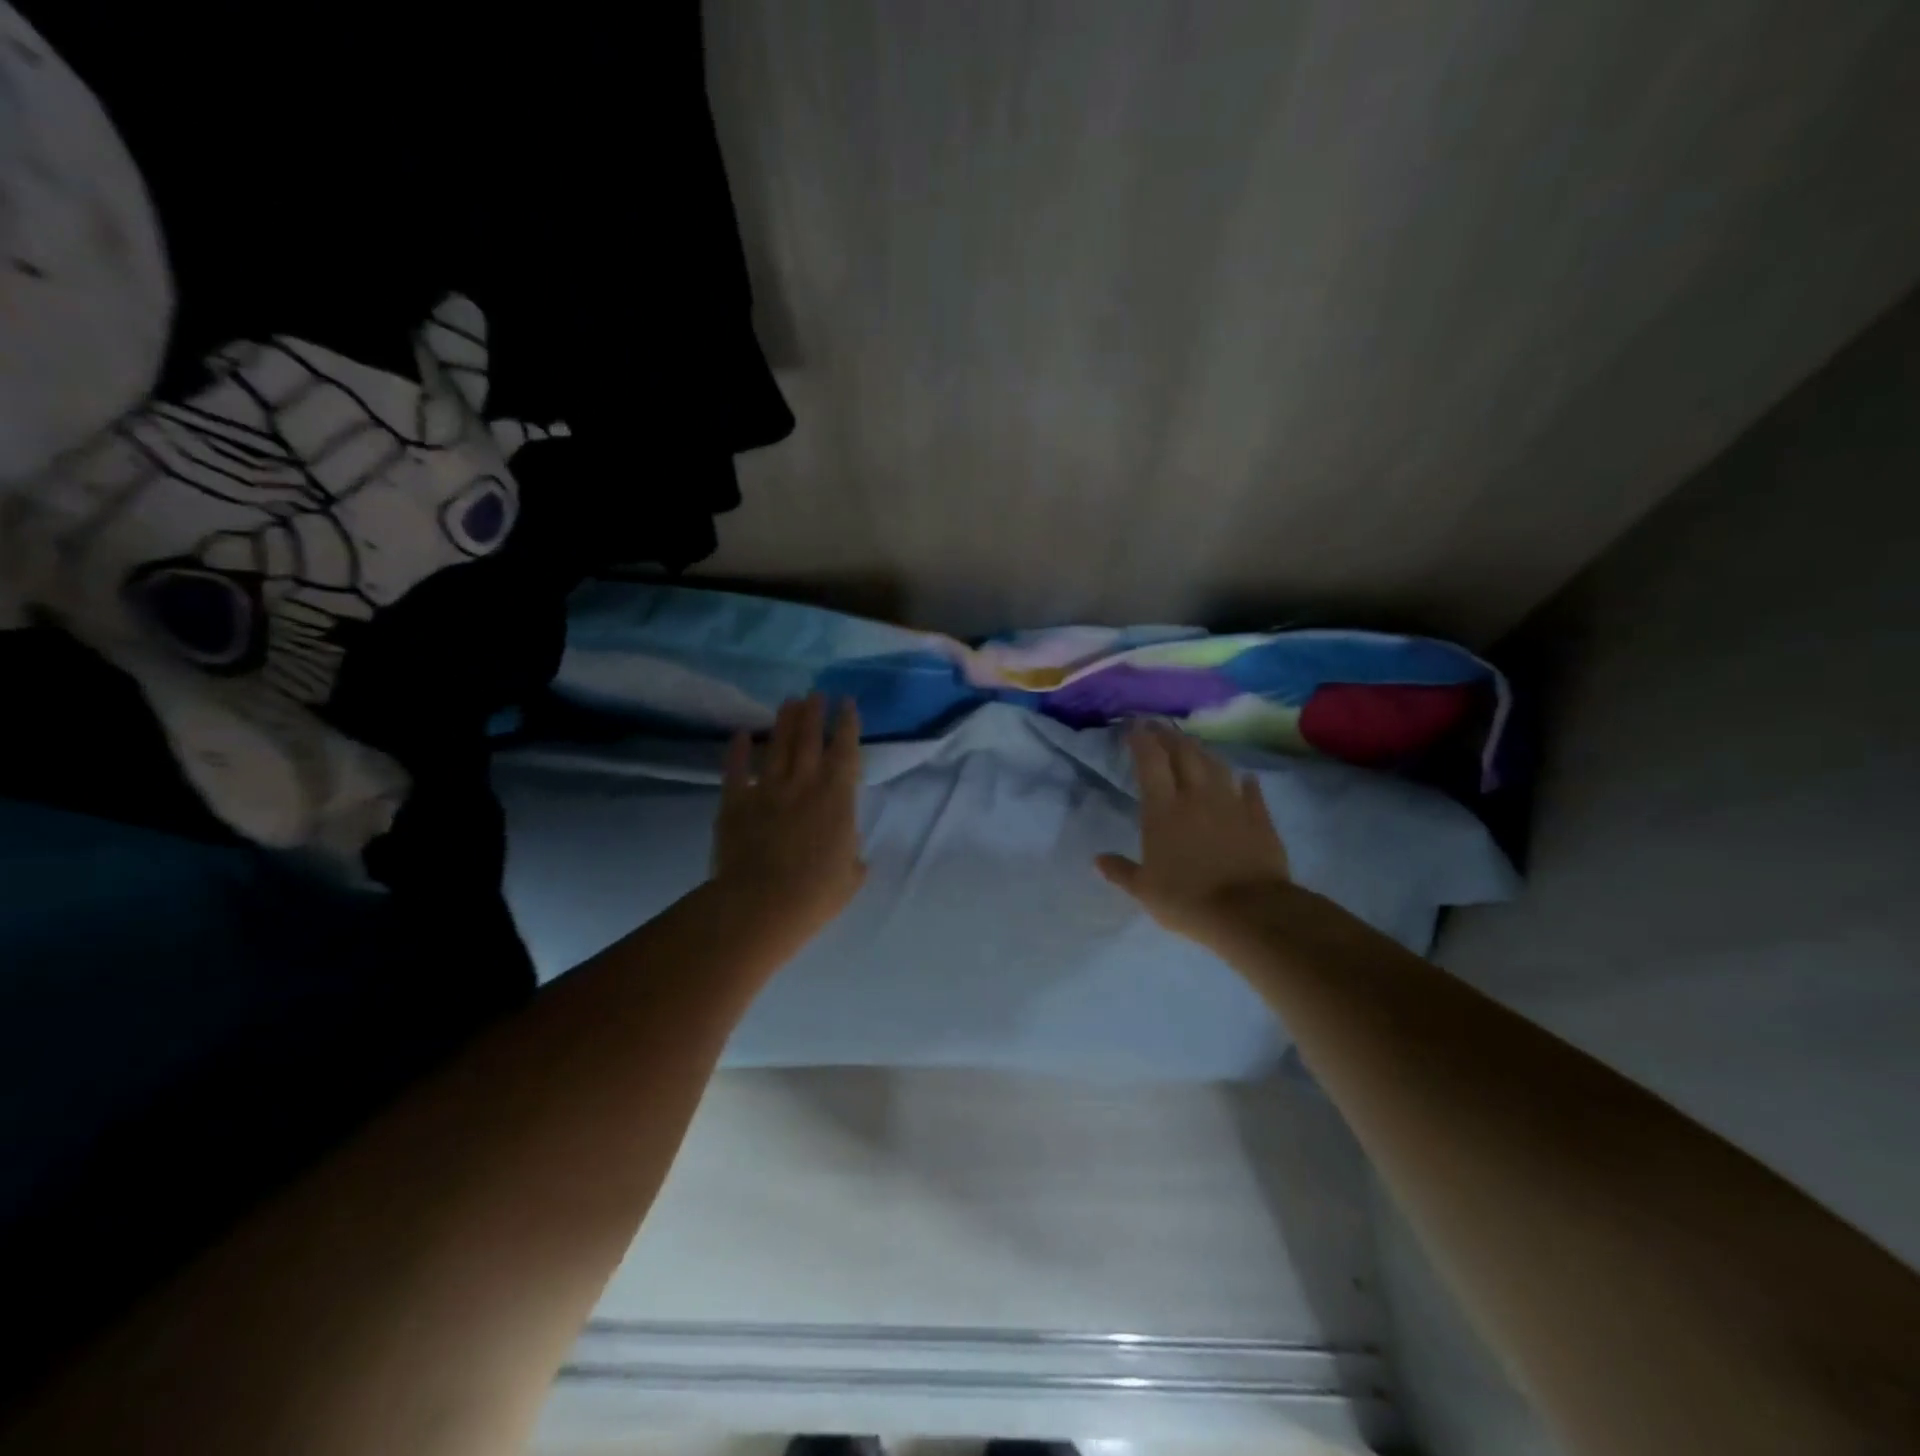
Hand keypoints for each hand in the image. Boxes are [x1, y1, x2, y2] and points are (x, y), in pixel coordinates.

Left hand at [713, 693, 866, 937]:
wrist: (763, 903)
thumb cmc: (816, 893)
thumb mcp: (850, 876)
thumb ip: (853, 856)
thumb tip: (852, 852)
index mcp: (837, 798)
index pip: (845, 751)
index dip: (848, 725)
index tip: (848, 703)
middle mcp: (804, 784)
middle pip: (810, 738)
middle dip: (815, 713)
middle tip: (816, 693)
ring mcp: (767, 789)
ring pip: (778, 746)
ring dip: (785, 722)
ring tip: (790, 701)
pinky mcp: (735, 802)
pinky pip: (736, 770)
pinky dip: (738, 751)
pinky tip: (741, 735)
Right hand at [1097, 721, 1290, 945]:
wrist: (1249, 912)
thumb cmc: (1187, 899)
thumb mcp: (1144, 890)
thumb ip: (1121, 871)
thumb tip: (1098, 860)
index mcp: (1163, 810)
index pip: (1150, 762)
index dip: (1142, 740)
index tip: (1135, 726)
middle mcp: (1196, 796)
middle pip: (1183, 754)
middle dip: (1169, 735)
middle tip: (1160, 726)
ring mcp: (1231, 804)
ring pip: (1216, 765)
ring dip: (1202, 751)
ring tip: (1193, 745)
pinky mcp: (1259, 818)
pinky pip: (1251, 791)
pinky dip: (1245, 781)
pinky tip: (1244, 777)